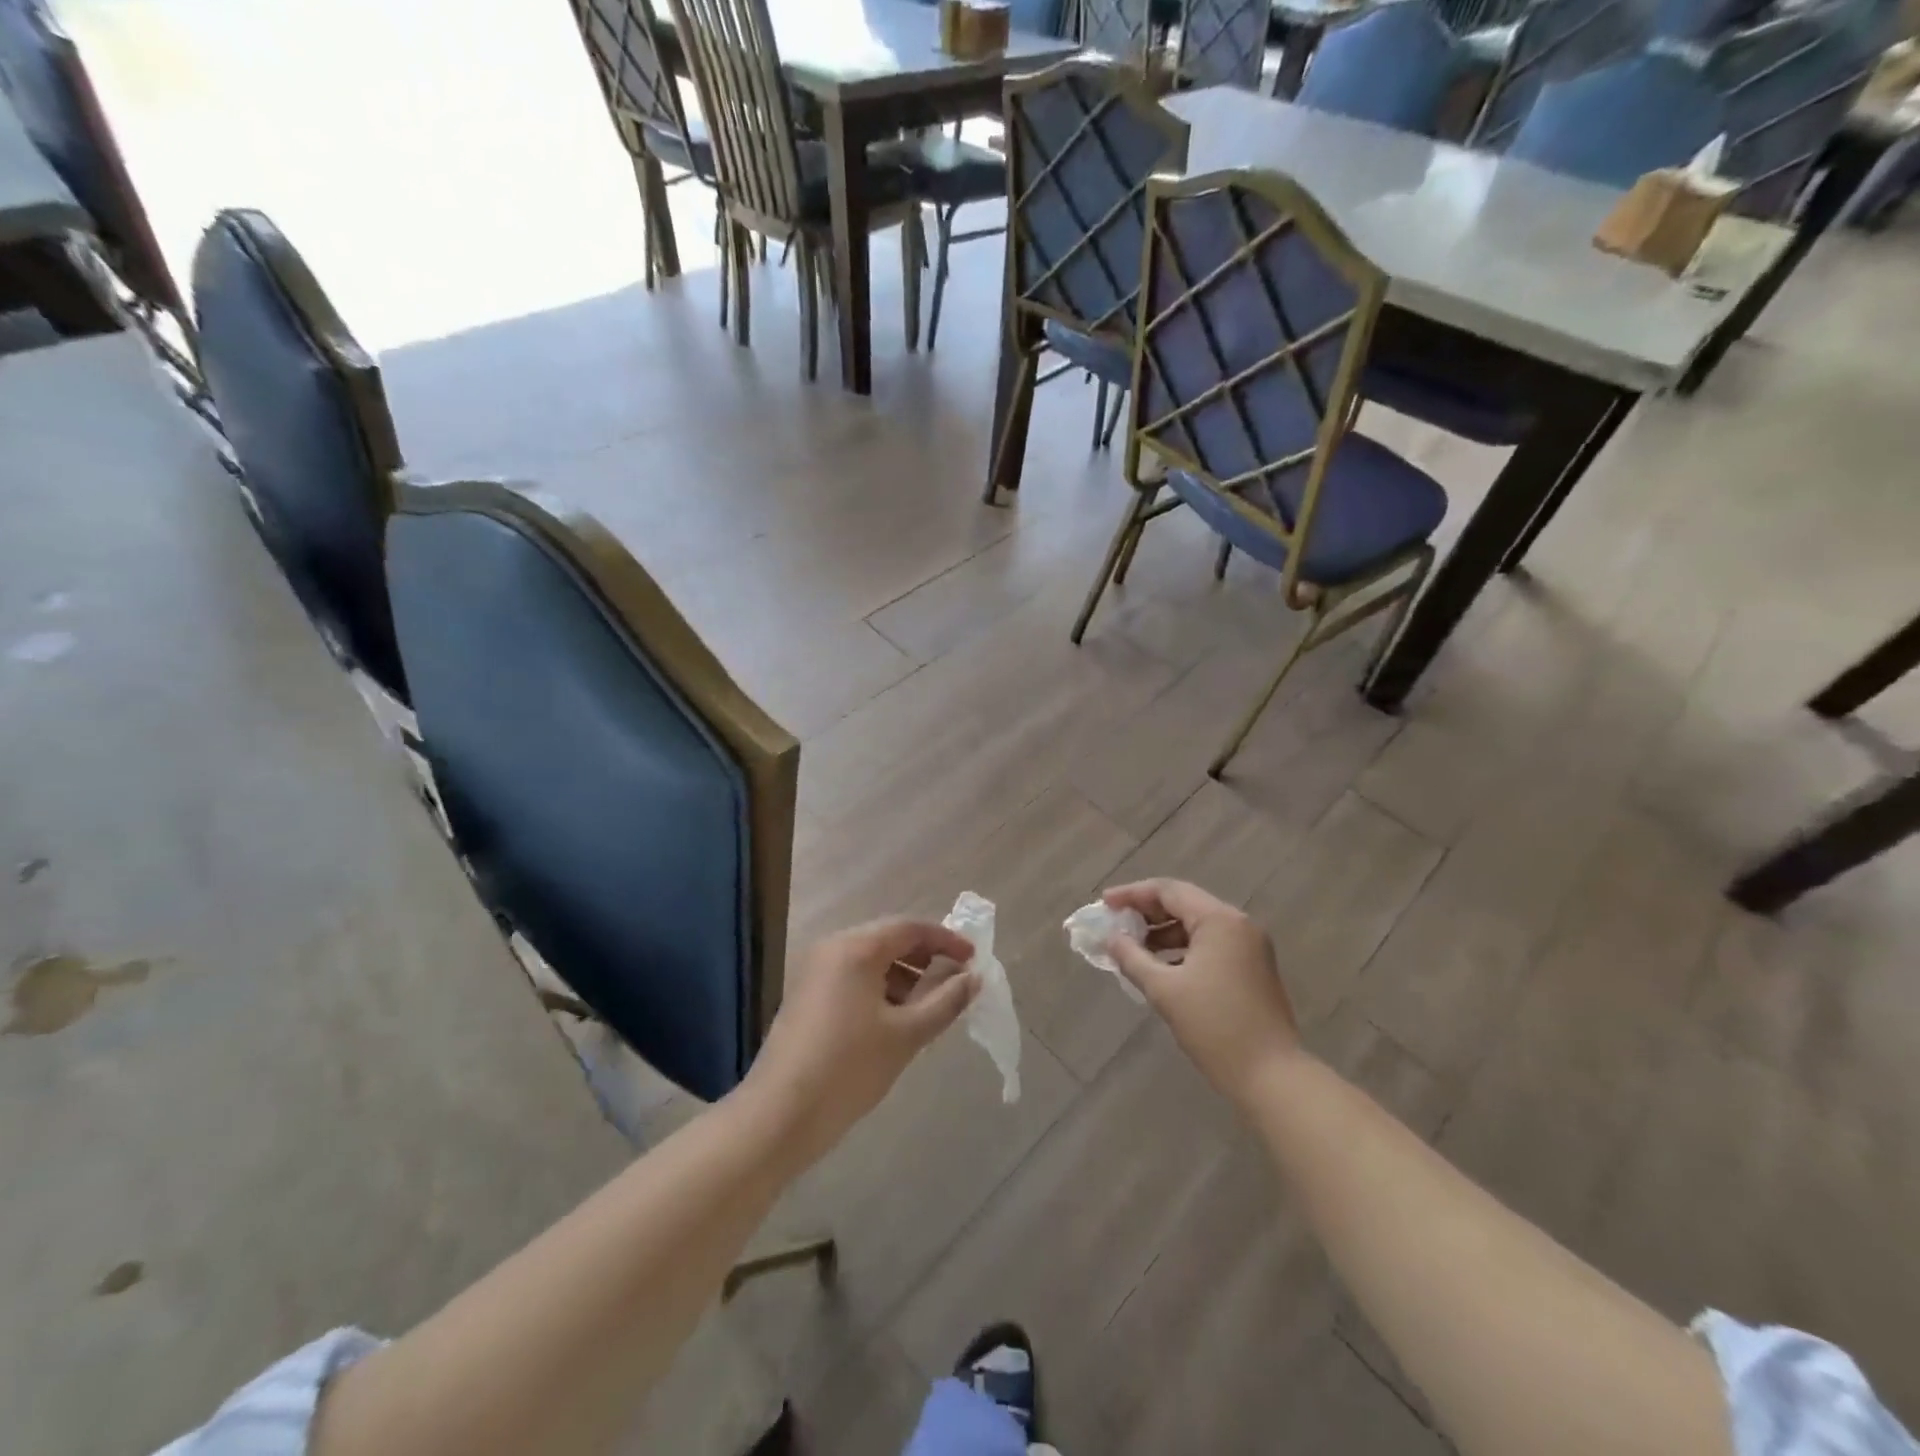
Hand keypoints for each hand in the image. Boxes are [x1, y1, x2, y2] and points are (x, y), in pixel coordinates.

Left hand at [741, 918, 977, 1170]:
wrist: (779, 1116)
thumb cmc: (848, 1068)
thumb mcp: (906, 1035)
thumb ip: (945, 1001)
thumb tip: (974, 978)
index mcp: (856, 948)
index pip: (910, 927)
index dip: (946, 940)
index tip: (974, 960)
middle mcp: (832, 949)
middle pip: (889, 940)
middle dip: (926, 959)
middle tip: (957, 983)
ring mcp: (815, 972)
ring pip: (871, 962)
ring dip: (905, 977)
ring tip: (932, 1008)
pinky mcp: (807, 996)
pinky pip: (854, 979)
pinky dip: (881, 991)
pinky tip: (898, 1021)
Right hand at [1103, 878, 1298, 1106]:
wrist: (1271, 1076)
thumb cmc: (1214, 1026)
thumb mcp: (1165, 990)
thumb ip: (1132, 958)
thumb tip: (1111, 939)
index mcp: (1219, 920)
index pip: (1168, 891)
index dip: (1132, 894)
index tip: (1104, 903)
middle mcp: (1238, 924)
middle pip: (1184, 903)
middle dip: (1147, 912)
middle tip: (1115, 923)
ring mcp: (1250, 946)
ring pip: (1197, 925)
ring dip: (1164, 932)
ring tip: (1132, 947)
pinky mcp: (1253, 968)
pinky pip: (1210, 944)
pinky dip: (1183, 949)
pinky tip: (1160, 966)